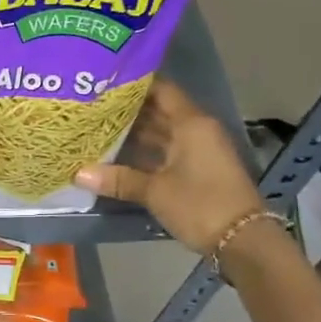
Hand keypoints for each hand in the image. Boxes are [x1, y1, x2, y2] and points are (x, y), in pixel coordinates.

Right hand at [77, 80, 263, 254]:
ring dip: (136, 132)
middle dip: (129, 109)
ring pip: (163, 133)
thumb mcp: (155, 191)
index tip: (105, 81)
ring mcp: (200, 150)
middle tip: (93, 105)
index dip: (134, 83)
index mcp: (191, 123)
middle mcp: (197, 130)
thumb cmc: (199, 204)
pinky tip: (119, 156)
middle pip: (160, 110)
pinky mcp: (199, 170)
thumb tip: (78, 174)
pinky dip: (147, 152)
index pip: (161, 89)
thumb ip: (118, 179)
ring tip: (100, 128)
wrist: (242, 240)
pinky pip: (168, 151)